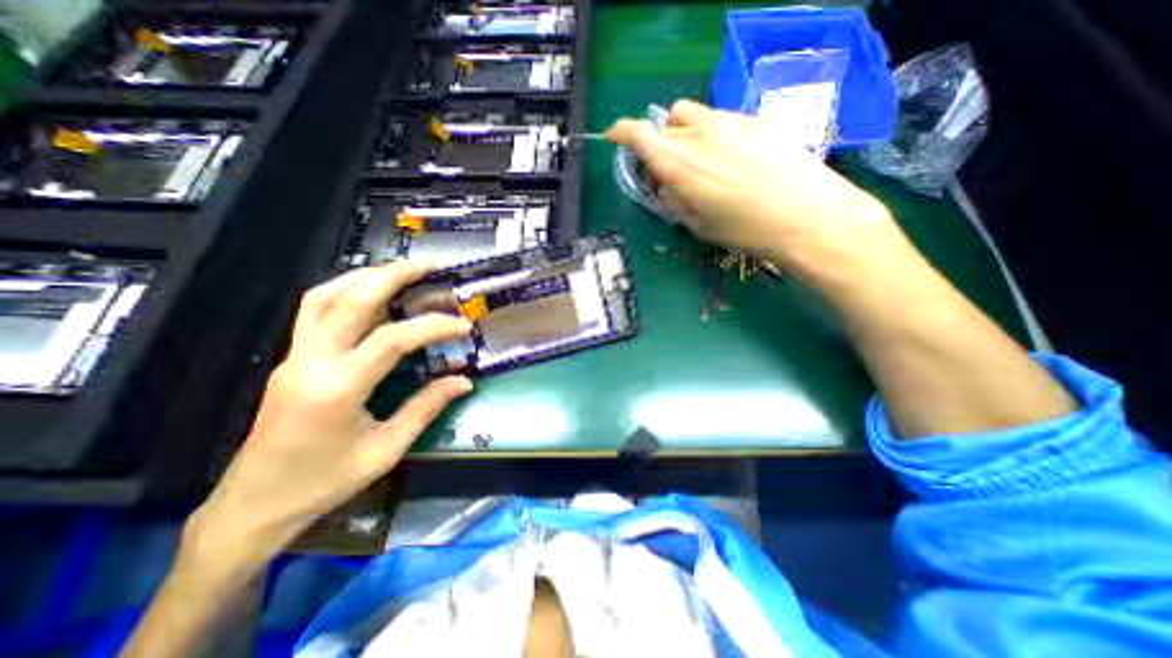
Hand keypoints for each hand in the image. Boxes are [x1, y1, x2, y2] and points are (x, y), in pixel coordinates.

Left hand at [182, 262, 475, 574]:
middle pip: (349, 301)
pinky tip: (368, 294)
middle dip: (392, 276)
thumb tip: (464, 382)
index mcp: (337, 388)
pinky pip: (314, 312)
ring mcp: (294, 357)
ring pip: (323, 298)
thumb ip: (426, 408)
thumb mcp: (386, 449)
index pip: (391, 340)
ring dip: (363, 277)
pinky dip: (343, 291)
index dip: (432, 327)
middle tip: (427, 265)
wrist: (254, 505)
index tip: (462, 326)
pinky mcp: (291, 360)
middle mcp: (310, 363)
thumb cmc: (324, 482)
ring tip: (399, 270)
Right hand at [605, 97, 904, 281]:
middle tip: (669, 166)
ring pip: (693, 114)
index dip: (621, 132)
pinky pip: (722, 119)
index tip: (615, 138)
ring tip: (701, 160)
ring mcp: (731, 121)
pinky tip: (732, 159)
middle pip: (665, 122)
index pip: (638, 133)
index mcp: (679, 163)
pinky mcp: (757, 120)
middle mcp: (700, 134)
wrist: (808, 218)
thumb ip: (675, 200)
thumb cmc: (745, 231)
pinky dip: (714, 134)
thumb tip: (665, 185)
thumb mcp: (698, 226)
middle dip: (659, 141)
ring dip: (685, 133)